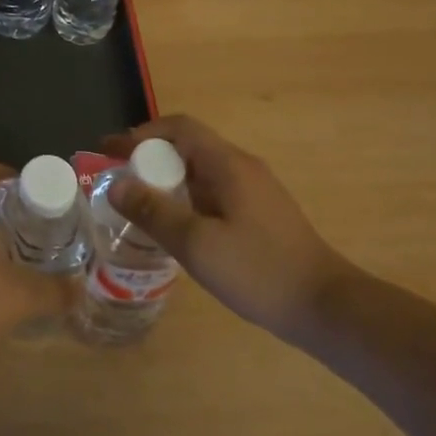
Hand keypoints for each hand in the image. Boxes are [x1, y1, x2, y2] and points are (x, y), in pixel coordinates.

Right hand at [101, 115, 356, 337]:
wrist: (326, 307)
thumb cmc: (259, 271)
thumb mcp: (197, 244)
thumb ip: (154, 212)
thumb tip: (117, 184)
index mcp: (228, 164)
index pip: (178, 128)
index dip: (141, 134)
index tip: (109, 150)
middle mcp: (242, 167)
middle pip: (188, 146)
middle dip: (149, 157)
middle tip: (118, 179)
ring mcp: (254, 191)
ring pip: (200, 171)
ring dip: (167, 178)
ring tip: (138, 202)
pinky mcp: (260, 214)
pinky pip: (213, 191)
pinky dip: (185, 197)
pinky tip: (175, 226)